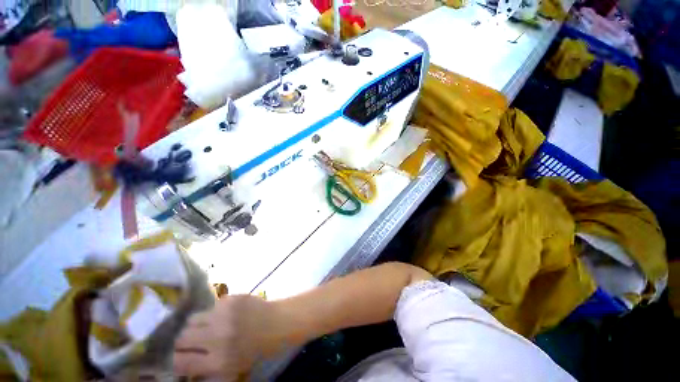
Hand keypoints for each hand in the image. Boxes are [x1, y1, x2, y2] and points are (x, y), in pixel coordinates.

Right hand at [173, 295, 282, 379]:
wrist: (276, 322)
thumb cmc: (255, 349)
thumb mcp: (231, 370)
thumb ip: (205, 370)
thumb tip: (181, 365)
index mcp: (218, 360)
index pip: (180, 362)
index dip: (175, 360)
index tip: (178, 357)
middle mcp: (217, 336)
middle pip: (181, 338)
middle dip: (183, 342)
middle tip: (190, 342)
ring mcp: (224, 314)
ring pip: (192, 319)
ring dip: (194, 326)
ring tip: (204, 328)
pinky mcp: (231, 299)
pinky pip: (210, 306)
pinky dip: (211, 313)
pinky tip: (220, 316)